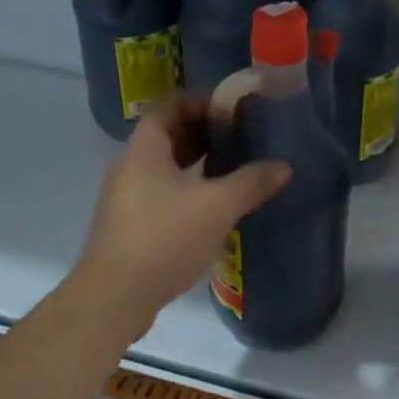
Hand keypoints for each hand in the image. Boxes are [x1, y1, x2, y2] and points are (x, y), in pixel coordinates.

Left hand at [73, 94, 290, 336]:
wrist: (115, 296)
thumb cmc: (164, 239)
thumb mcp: (216, 207)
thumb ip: (250, 183)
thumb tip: (283, 166)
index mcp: (144, 150)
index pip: (168, 107)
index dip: (199, 102)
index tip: (231, 109)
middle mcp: (130, 167)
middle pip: (166, 136)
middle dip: (202, 132)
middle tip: (239, 136)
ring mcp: (127, 198)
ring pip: (164, 167)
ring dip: (196, 162)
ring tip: (233, 166)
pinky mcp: (130, 226)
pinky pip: (162, 192)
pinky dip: (187, 188)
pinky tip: (213, 205)